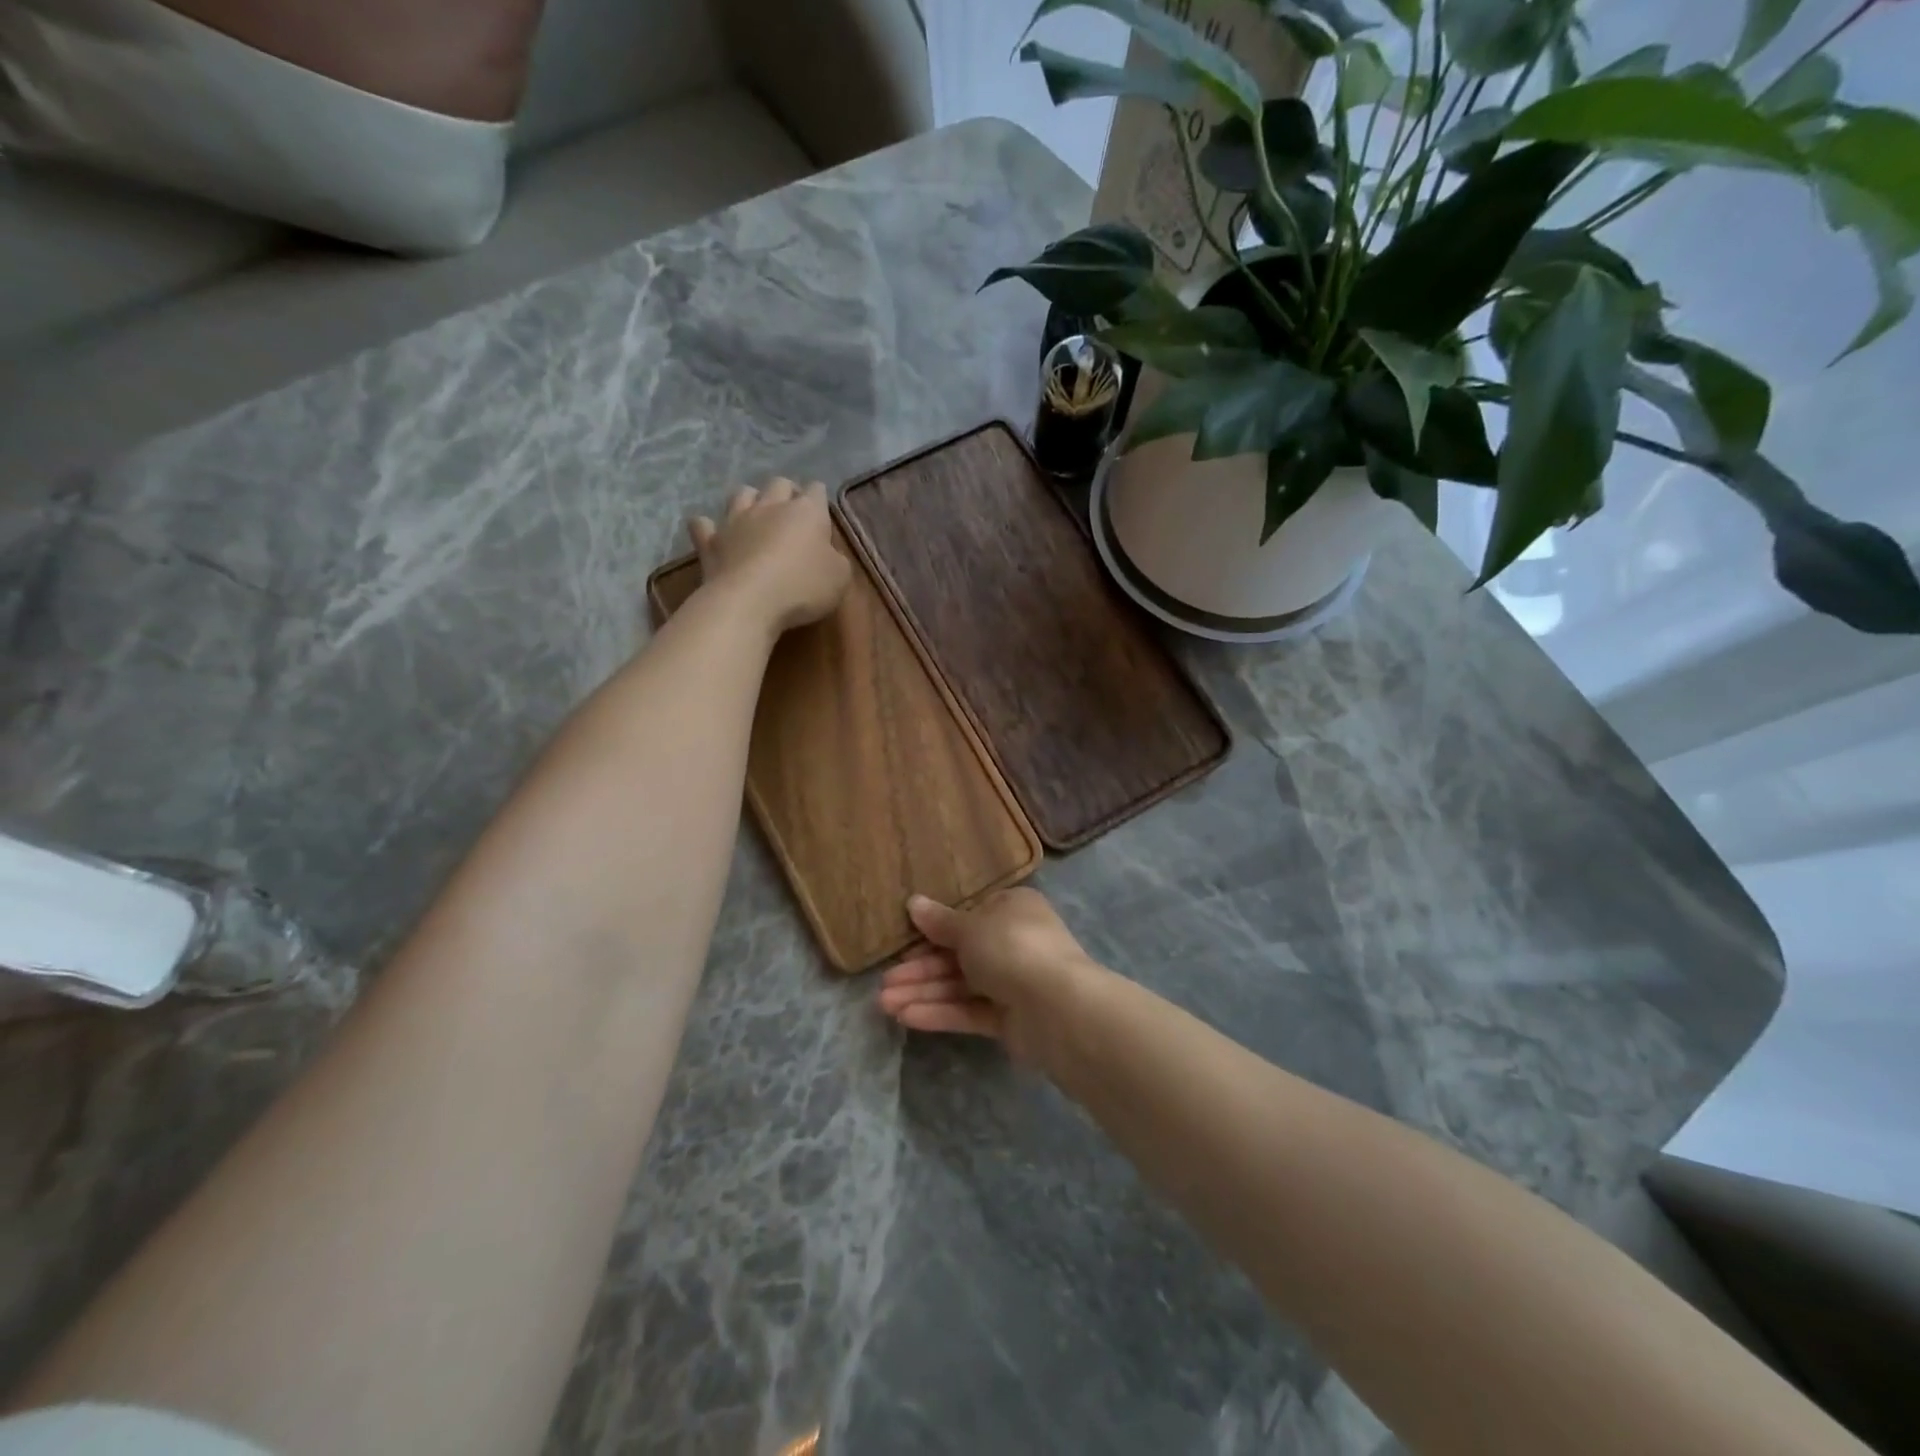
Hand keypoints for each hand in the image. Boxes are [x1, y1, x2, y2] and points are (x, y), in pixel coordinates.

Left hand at [688, 479, 850, 635]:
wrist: (749, 602)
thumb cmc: (802, 587)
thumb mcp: (839, 578)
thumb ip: (836, 559)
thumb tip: (828, 553)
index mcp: (806, 512)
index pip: (816, 490)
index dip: (819, 498)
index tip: (821, 514)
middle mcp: (770, 506)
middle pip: (778, 484)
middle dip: (786, 493)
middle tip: (791, 513)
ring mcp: (736, 520)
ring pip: (741, 494)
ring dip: (750, 500)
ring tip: (755, 516)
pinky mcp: (710, 541)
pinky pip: (703, 525)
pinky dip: (707, 527)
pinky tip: (711, 533)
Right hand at [876, 889, 1100, 1064]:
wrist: (1058, 1007)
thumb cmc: (1012, 947)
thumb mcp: (970, 927)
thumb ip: (940, 922)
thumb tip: (913, 902)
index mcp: (1012, 909)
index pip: (968, 917)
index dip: (933, 930)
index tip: (903, 941)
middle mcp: (1013, 942)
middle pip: (958, 954)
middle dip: (920, 969)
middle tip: (884, 983)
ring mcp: (1013, 982)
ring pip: (960, 985)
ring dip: (923, 992)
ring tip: (884, 1004)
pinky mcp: (1010, 1019)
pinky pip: (969, 1010)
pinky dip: (940, 1012)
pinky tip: (906, 1017)